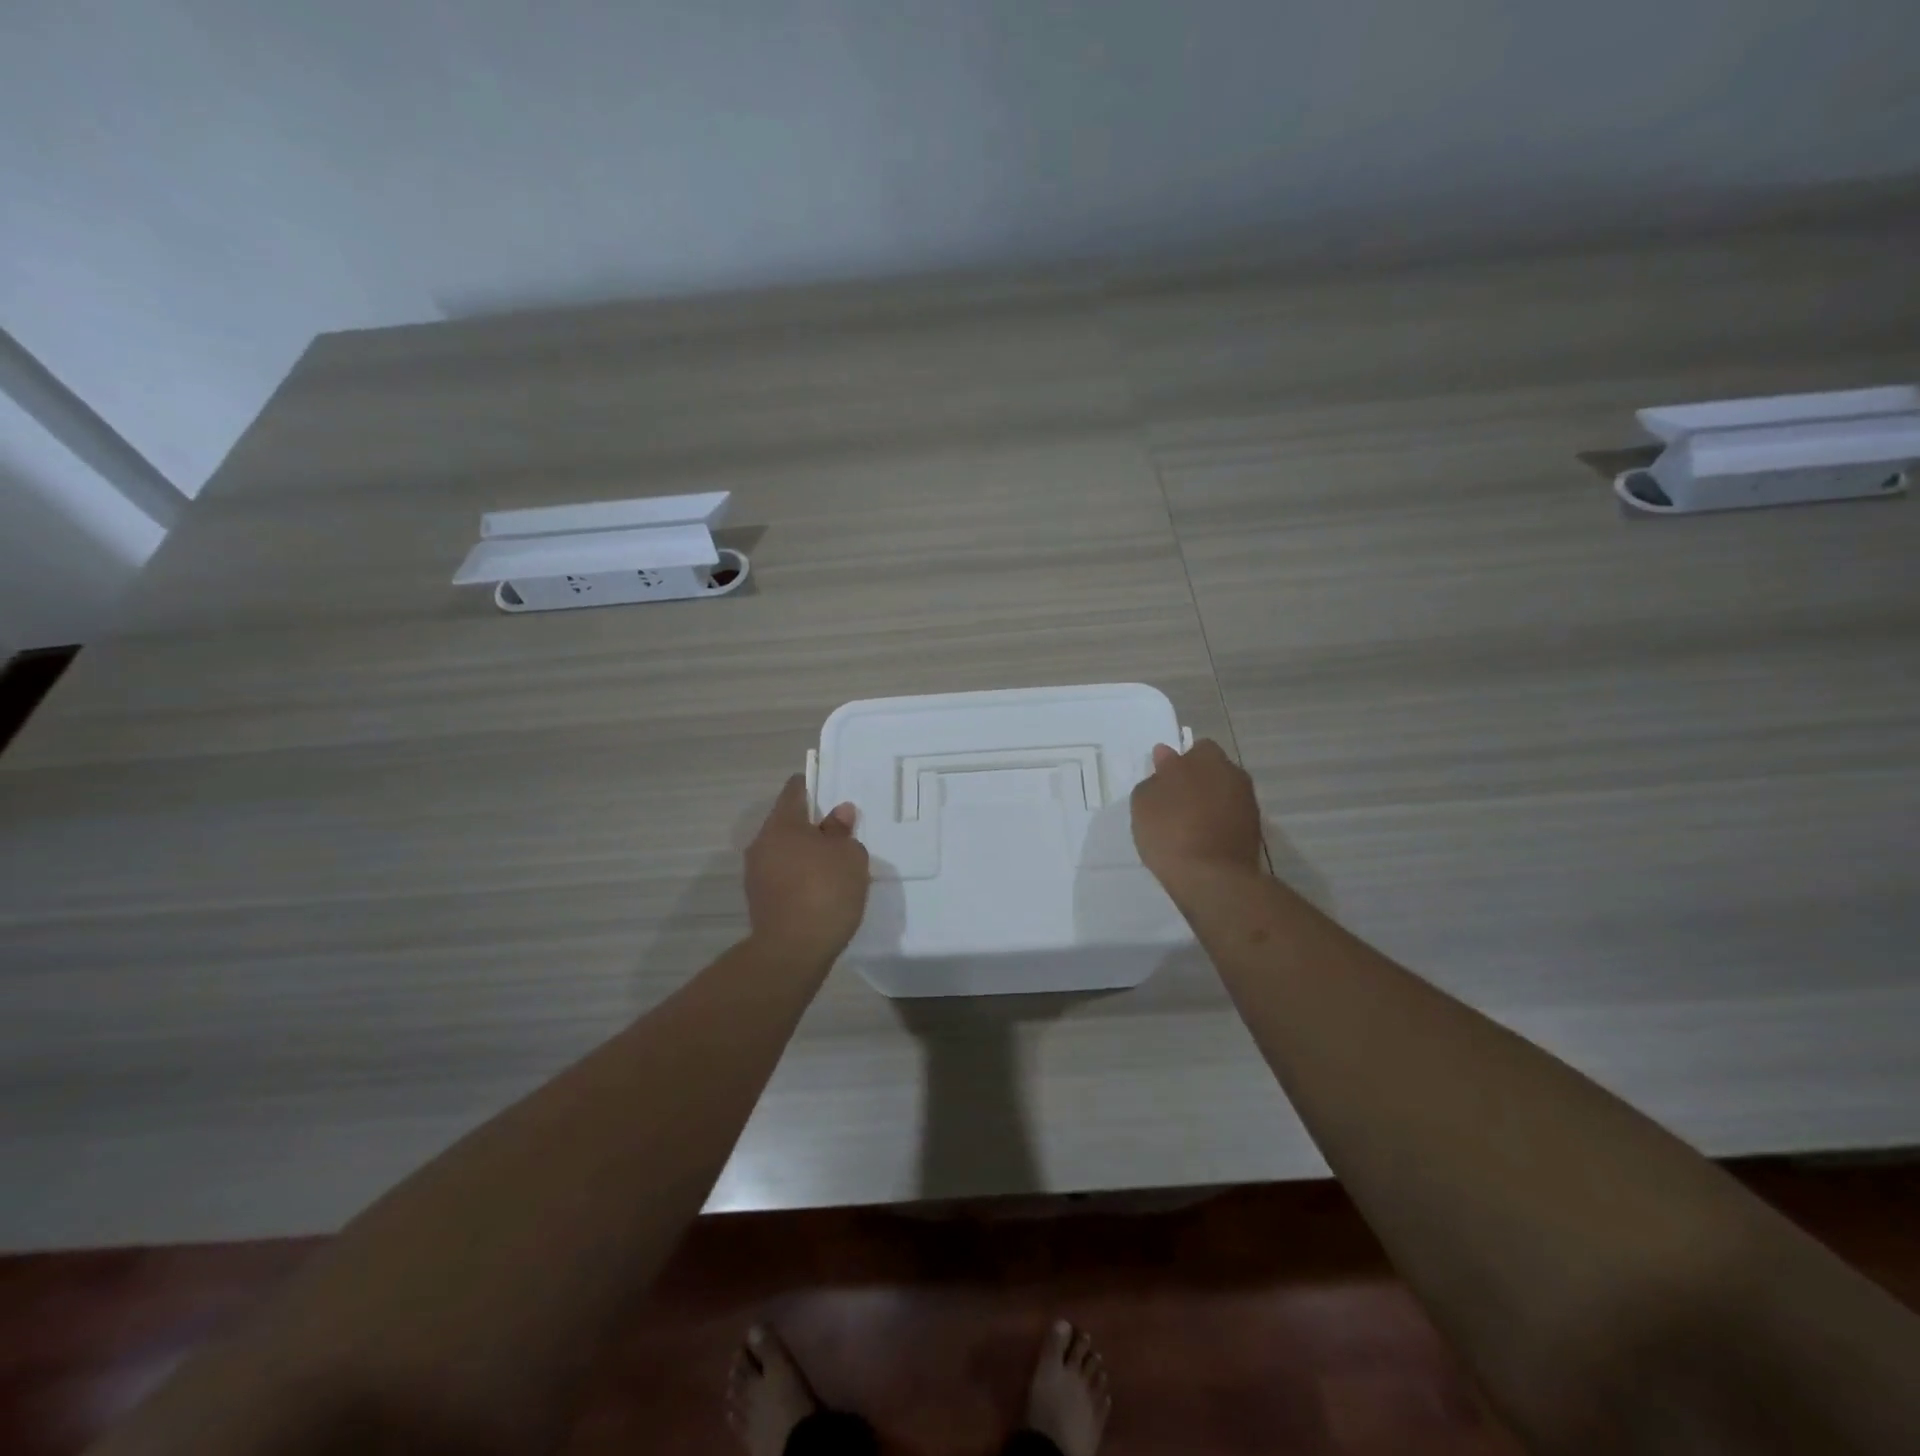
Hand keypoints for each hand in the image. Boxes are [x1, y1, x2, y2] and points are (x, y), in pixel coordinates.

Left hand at [744, 775, 870, 958]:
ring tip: (833, 864)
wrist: (792, 951)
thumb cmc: (825, 891)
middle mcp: (762, 843)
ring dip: (804, 853)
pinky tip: (820, 889)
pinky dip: (799, 876)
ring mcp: (756, 873)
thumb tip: (838, 813)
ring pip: (784, 851)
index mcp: (783, 824)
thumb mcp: (849, 856)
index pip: (794, 791)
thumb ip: (843, 831)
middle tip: (840, 832)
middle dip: (811, 825)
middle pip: (788, 822)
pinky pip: (782, 876)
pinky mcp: (759, 900)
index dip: (812, 786)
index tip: (829, 789)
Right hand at [1130, 739, 1264, 885]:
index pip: (1195, 748)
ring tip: (1186, 826)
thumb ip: (1156, 776)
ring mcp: (1248, 803)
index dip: (1178, 762)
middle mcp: (1233, 774)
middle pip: (1213, 770)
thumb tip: (1166, 759)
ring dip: (1209, 803)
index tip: (1163, 781)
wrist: (1211, 878)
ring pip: (1223, 794)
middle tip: (1173, 803)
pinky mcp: (1254, 831)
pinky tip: (1201, 841)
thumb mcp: (1144, 801)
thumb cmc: (1170, 830)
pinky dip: (1218, 824)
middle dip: (1197, 780)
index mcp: (1206, 758)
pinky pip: (1230, 818)